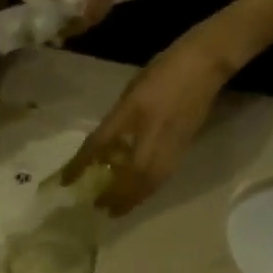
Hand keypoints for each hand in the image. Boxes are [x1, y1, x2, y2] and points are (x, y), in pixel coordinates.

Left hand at [61, 24, 236, 213]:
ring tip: (118, 209)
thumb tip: (103, 147)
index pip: (99, 144)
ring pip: (150, 181)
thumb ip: (116, 120)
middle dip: (115, 195)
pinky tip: (140, 194)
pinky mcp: (184, 148)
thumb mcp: (130, 93)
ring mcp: (170, 143)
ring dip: (133, 199)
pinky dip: (148, 190)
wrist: (206, 63)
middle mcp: (150, 132)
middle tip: (100, 208)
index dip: (80, 164)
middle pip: (131, 175)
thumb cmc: (164, 71)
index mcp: (132, 113)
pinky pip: (163, 177)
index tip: (66, 181)